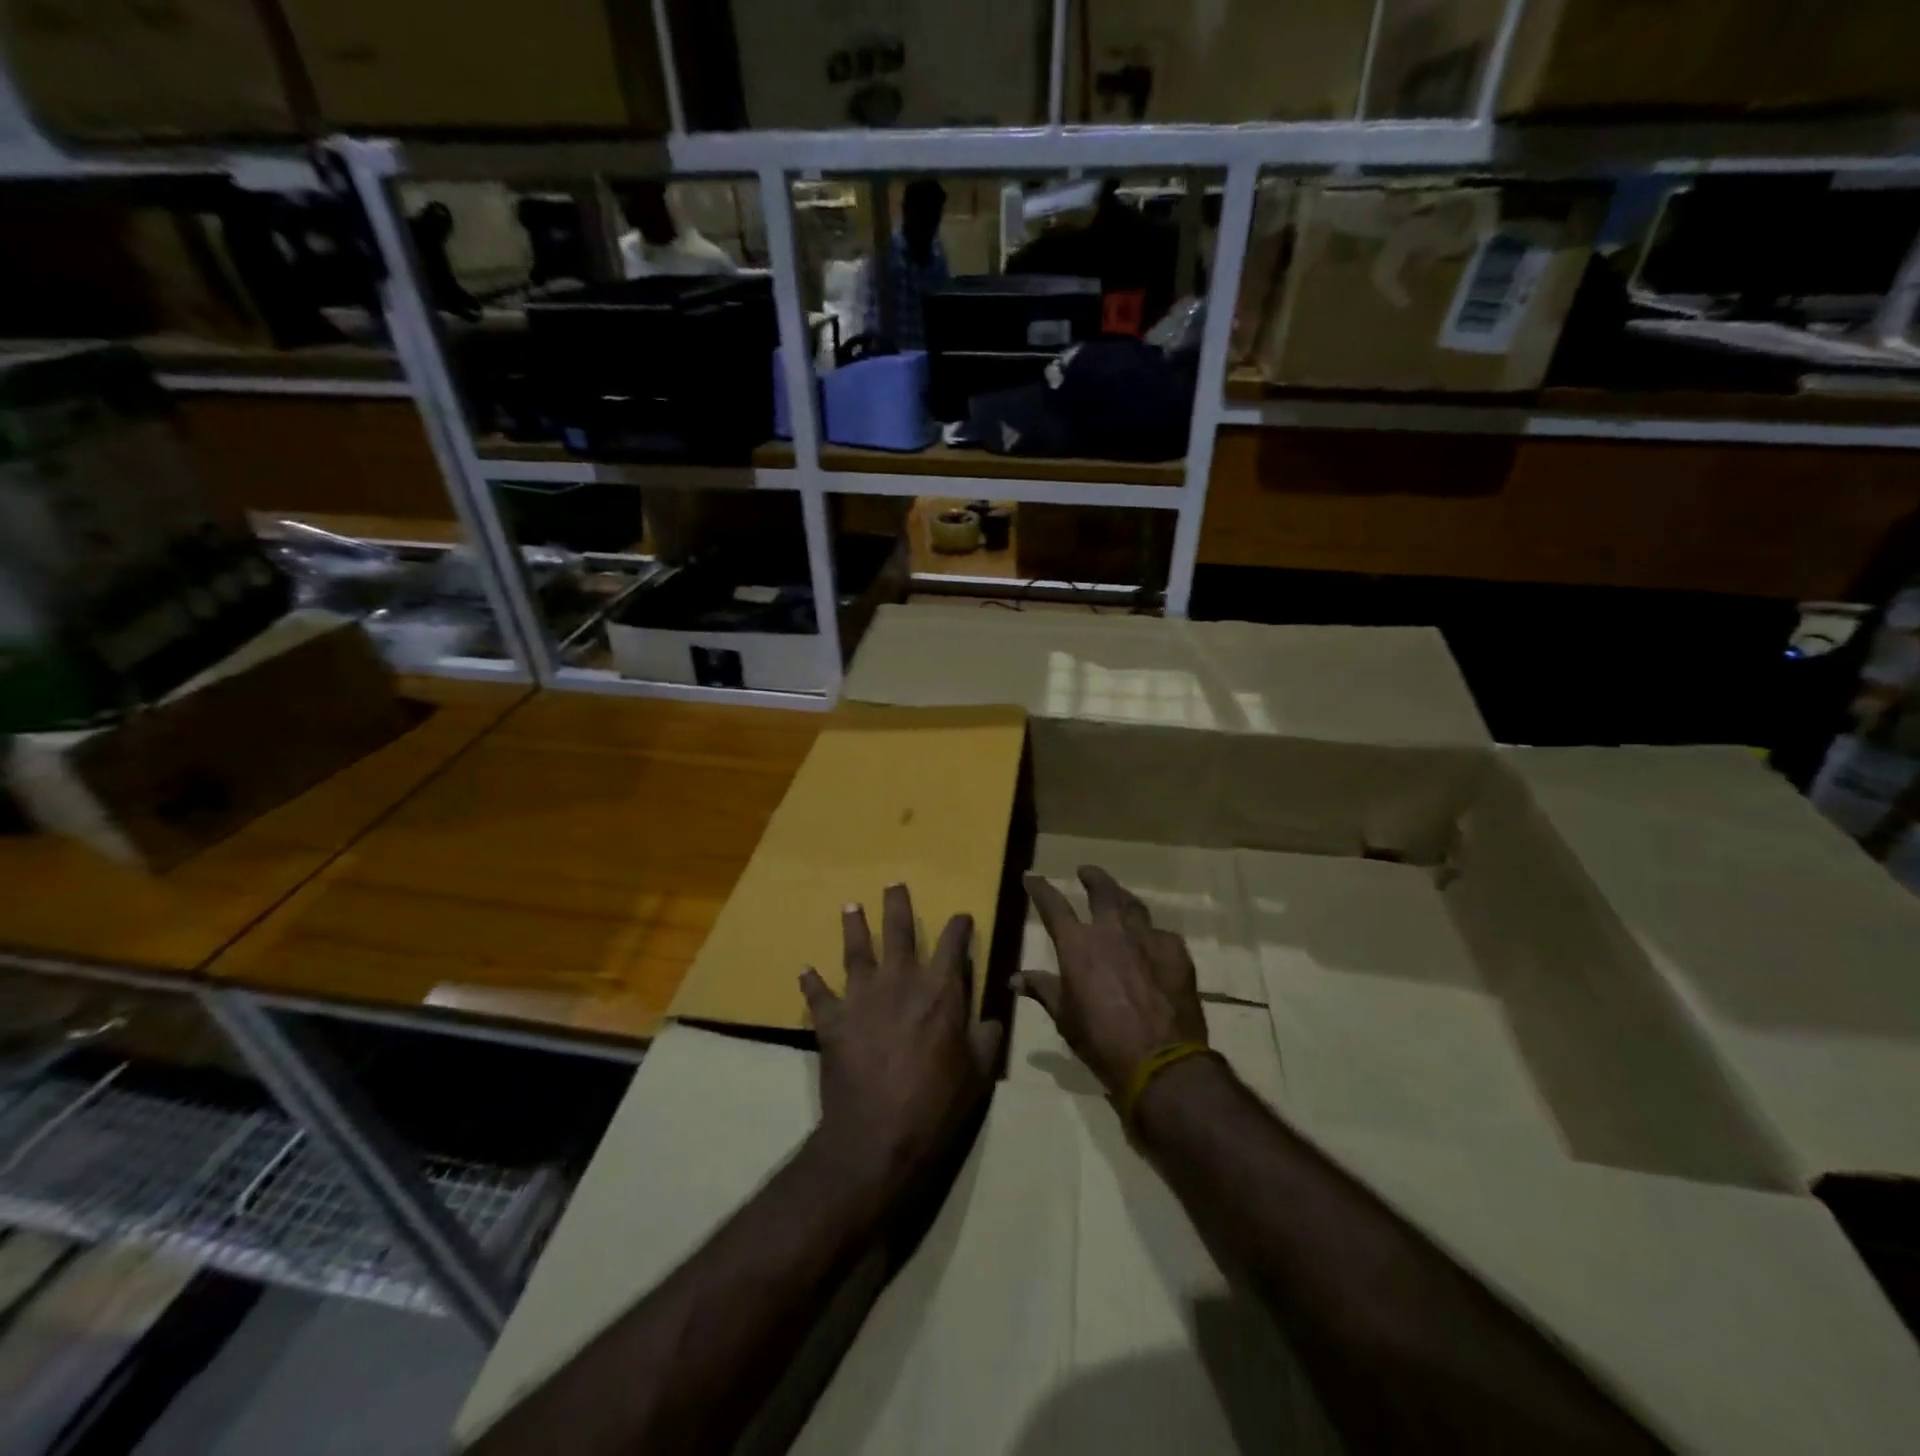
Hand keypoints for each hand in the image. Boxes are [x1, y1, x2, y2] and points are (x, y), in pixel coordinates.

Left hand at [799, 884, 1002, 1201]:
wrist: (878, 1135)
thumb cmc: (936, 1103)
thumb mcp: (978, 1073)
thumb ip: (987, 1038)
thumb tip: (995, 1016)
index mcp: (940, 990)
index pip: (953, 943)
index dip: (959, 926)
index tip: (961, 917)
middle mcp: (900, 981)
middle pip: (898, 931)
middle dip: (898, 905)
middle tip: (894, 884)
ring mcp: (862, 997)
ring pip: (856, 951)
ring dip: (853, 927)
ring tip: (851, 907)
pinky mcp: (832, 1020)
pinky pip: (819, 996)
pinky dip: (812, 983)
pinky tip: (805, 971)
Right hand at [1017, 865, 1208, 1098]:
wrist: (1161, 1061)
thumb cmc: (1102, 1042)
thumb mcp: (1065, 1018)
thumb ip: (1043, 990)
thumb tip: (1015, 979)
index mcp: (1078, 946)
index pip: (1053, 906)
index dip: (1039, 889)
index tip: (1031, 877)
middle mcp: (1112, 931)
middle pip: (1102, 890)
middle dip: (1092, 877)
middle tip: (1086, 872)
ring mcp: (1147, 938)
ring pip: (1134, 905)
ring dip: (1122, 898)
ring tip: (1119, 899)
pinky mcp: (1176, 952)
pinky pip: (1161, 935)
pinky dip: (1151, 936)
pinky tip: (1152, 945)